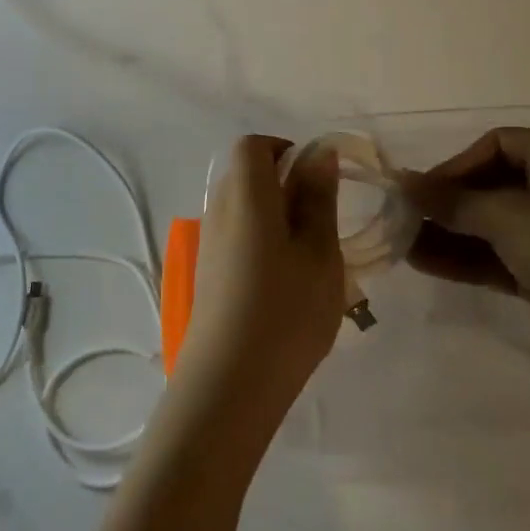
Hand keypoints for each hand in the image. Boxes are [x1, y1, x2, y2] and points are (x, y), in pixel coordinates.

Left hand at [172, 136, 343, 446]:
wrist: (229, 384)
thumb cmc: (286, 311)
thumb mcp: (319, 251)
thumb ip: (318, 198)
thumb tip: (318, 153)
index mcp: (246, 193)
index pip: (254, 146)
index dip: (286, 151)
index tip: (319, 181)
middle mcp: (218, 209)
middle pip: (246, 174)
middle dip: (285, 186)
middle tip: (322, 223)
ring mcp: (208, 243)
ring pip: (243, 208)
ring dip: (276, 218)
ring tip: (310, 258)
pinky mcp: (207, 273)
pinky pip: (237, 237)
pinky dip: (262, 243)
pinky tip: (285, 283)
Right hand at [399, 129, 529, 369]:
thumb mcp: (510, 216)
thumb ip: (453, 201)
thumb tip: (402, 183)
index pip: (498, 145)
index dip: (457, 164)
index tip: (423, 190)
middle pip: (491, 186)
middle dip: (447, 203)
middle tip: (403, 218)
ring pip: (491, 225)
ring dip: (449, 233)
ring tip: (402, 244)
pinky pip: (497, 256)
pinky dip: (465, 259)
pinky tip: (424, 263)